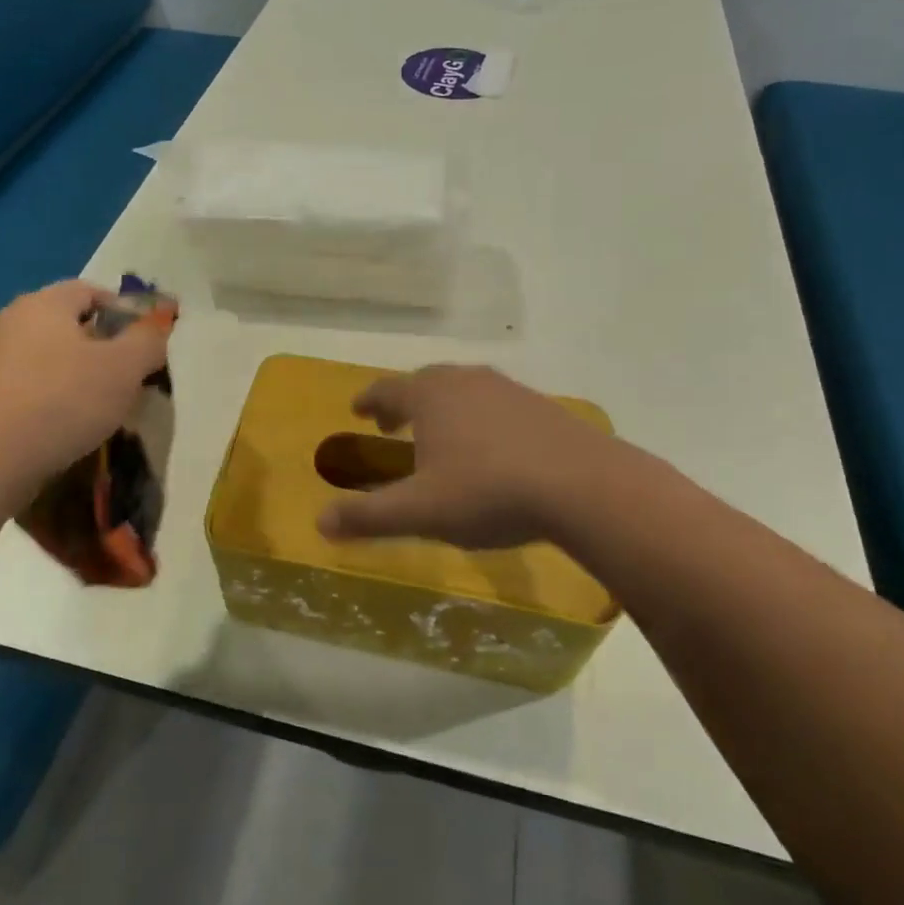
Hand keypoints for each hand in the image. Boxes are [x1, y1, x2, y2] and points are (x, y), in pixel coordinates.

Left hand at [0, 281, 170, 504]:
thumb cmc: (61, 401)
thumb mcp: (124, 368)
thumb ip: (148, 341)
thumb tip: (156, 326)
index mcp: (43, 304)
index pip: (90, 290)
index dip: (124, 311)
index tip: (146, 343)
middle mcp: (10, 322)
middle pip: (68, 325)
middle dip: (102, 348)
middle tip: (128, 379)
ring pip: (48, 359)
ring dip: (77, 377)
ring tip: (101, 410)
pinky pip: (28, 388)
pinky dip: (52, 400)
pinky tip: (65, 429)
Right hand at [316, 364, 612, 549]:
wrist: (582, 486)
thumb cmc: (488, 492)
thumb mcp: (421, 511)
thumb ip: (368, 516)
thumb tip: (320, 523)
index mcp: (430, 396)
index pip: (388, 389)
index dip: (369, 399)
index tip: (358, 409)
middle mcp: (466, 381)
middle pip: (425, 382)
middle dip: (404, 401)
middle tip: (393, 422)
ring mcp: (508, 390)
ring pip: (464, 390)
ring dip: (444, 407)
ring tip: (441, 433)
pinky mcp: (542, 406)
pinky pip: (496, 404)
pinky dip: (480, 417)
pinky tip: (491, 446)